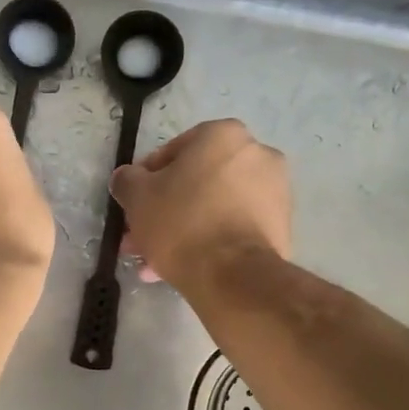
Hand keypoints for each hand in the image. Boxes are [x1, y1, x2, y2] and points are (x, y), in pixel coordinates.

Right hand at [111, 119, 291, 289]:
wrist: (233, 275)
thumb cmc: (181, 222)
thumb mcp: (137, 196)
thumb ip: (127, 179)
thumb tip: (127, 178)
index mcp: (223, 134)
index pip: (172, 152)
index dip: (146, 180)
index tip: (134, 206)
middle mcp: (257, 153)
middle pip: (195, 182)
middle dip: (165, 211)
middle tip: (141, 237)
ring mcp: (275, 191)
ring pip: (213, 207)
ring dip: (183, 229)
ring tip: (155, 262)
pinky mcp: (281, 226)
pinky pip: (234, 226)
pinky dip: (211, 241)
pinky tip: (185, 267)